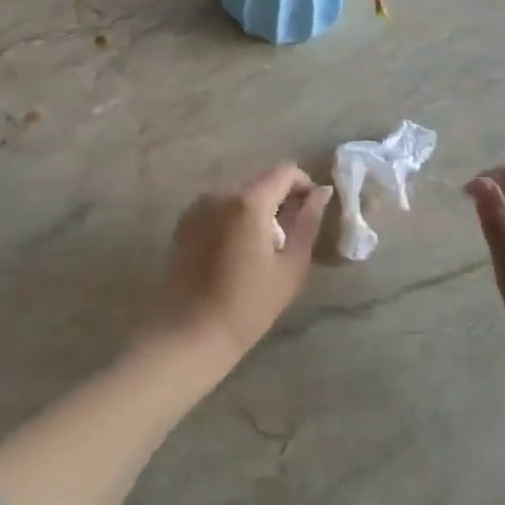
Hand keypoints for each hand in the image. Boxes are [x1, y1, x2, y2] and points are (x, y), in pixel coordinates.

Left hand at [166, 163, 332, 369]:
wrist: (189, 333)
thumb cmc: (248, 305)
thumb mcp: (291, 266)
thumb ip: (308, 222)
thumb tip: (321, 193)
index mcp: (249, 201)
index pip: (285, 171)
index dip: (303, 185)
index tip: (310, 210)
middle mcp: (220, 193)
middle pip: (260, 180)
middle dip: (279, 198)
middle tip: (288, 235)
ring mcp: (197, 206)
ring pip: (238, 193)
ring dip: (255, 208)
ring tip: (260, 246)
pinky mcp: (183, 221)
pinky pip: (217, 206)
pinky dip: (232, 217)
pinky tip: (234, 251)